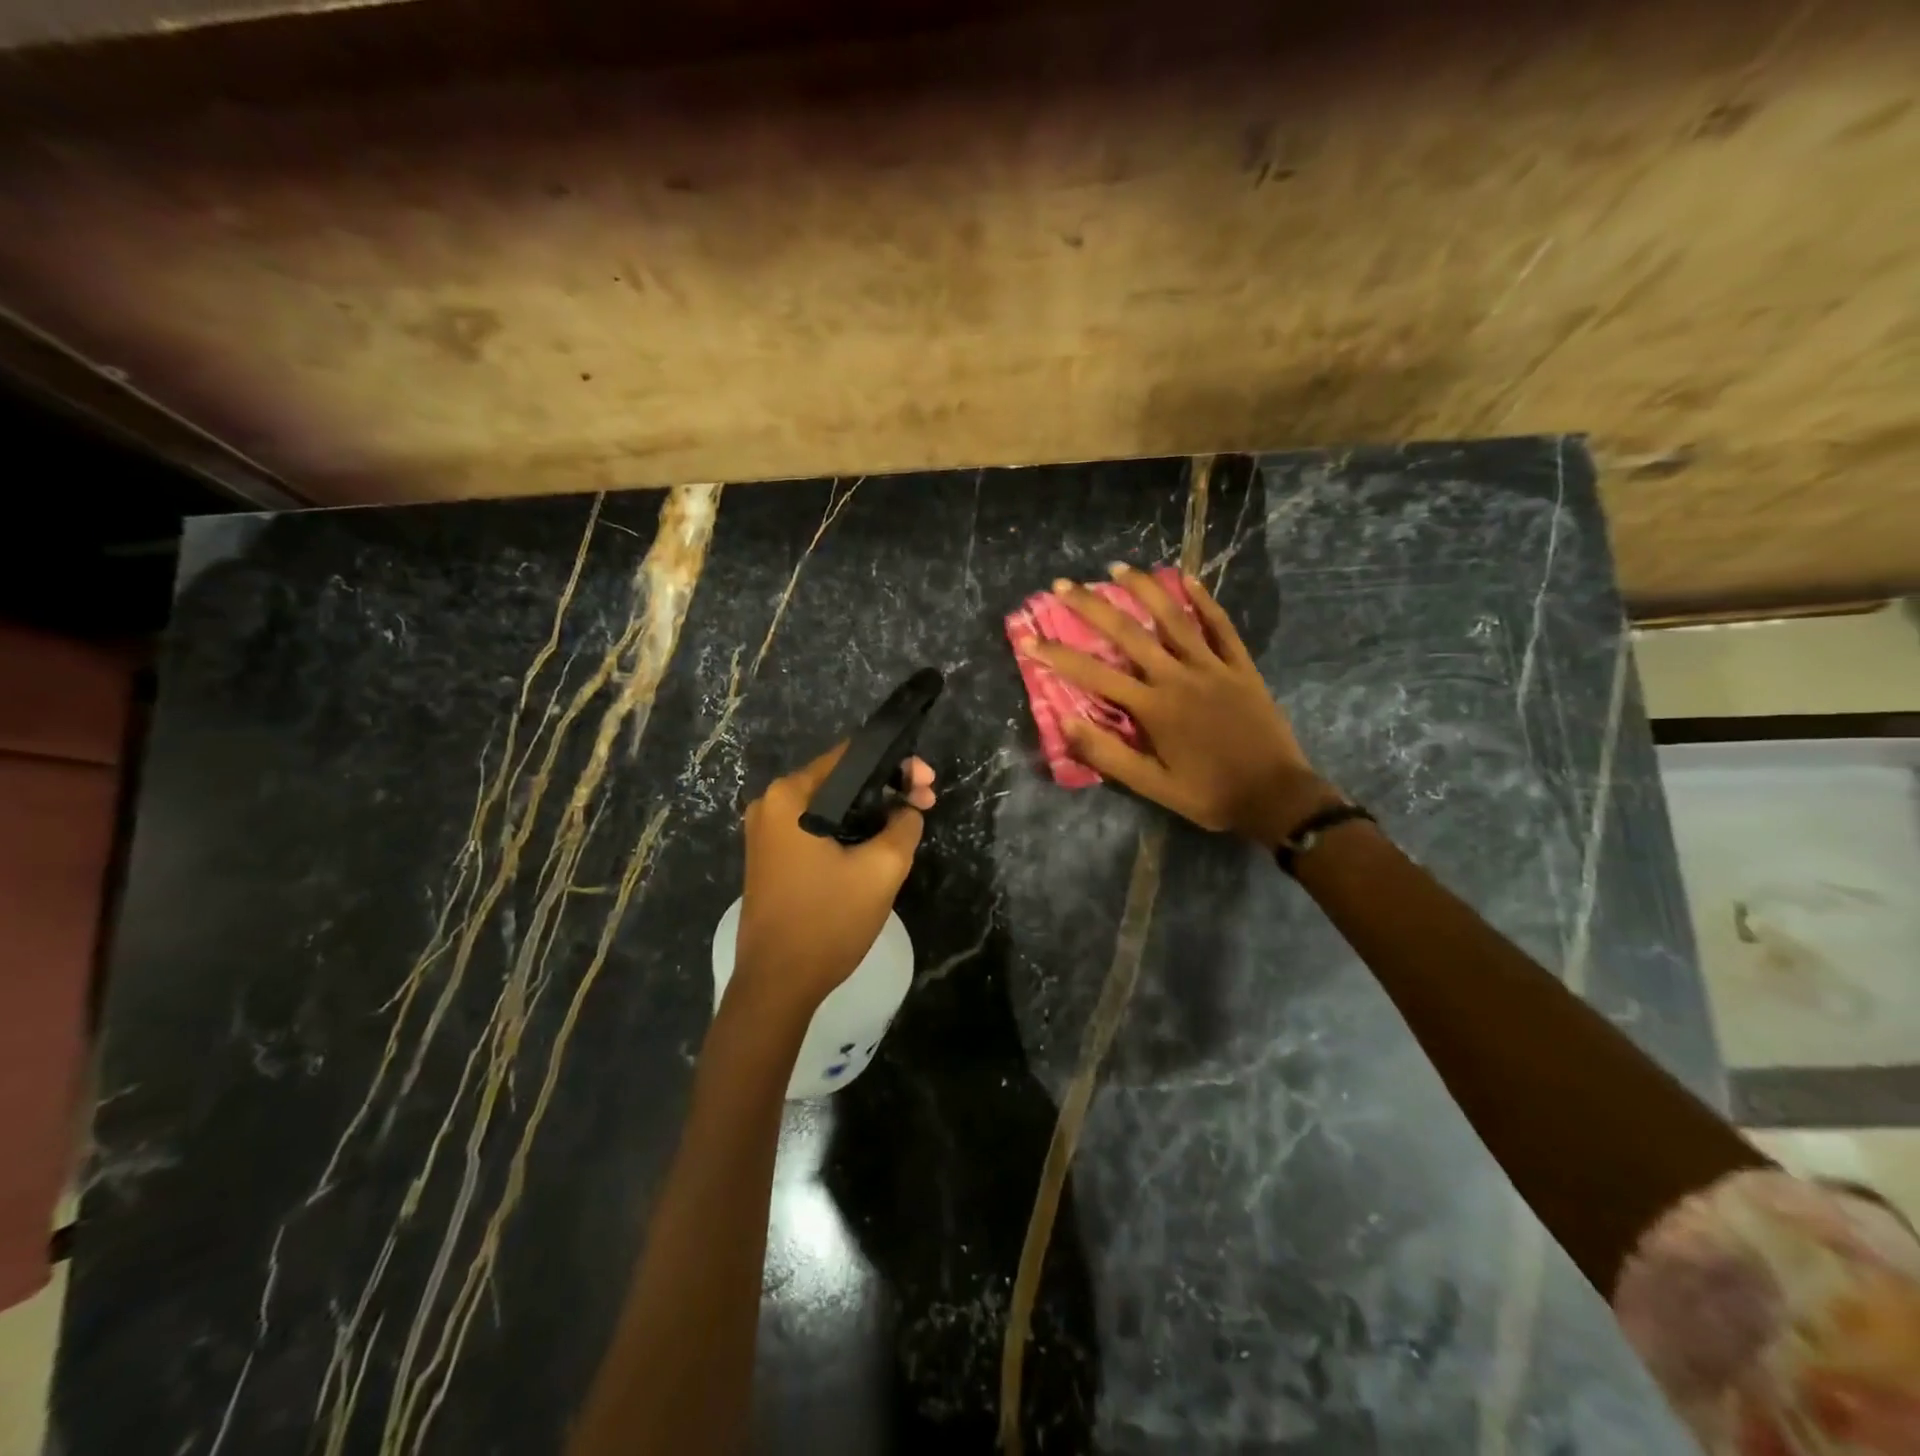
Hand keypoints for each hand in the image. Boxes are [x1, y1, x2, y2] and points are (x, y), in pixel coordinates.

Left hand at [732, 745, 936, 1014]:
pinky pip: (816, 829)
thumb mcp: (882, 869)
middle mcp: (770, 805)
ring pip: (830, 806)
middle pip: (840, 780)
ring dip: (869, 811)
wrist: (777, 986)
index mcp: (790, 795)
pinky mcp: (770, 858)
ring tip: (909, 823)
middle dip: (886, 788)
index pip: (851, 756)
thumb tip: (906, 810)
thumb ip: (904, 826)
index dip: (896, 764)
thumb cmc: (827, 921)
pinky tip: (877, 843)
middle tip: (926, 802)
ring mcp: (766, 833)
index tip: (927, 782)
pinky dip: (848, 830)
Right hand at [1023, 564, 1336, 845]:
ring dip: (1144, 590)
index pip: (1094, 675)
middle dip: (1092, 607)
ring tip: (1118, 568)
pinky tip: (1189, 578)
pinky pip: (1221, 626)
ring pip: (1174, 618)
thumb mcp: (1152, 786)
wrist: (1275, 796)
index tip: (1029, 639)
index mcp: (1153, 708)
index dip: (1058, 656)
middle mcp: (1178, 677)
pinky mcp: (1241, 667)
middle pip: (1128, 633)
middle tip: (1064, 585)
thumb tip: (1066, 721)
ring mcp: (1212, 667)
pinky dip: (1205, 601)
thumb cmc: (1208, 794)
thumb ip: (1108, 754)